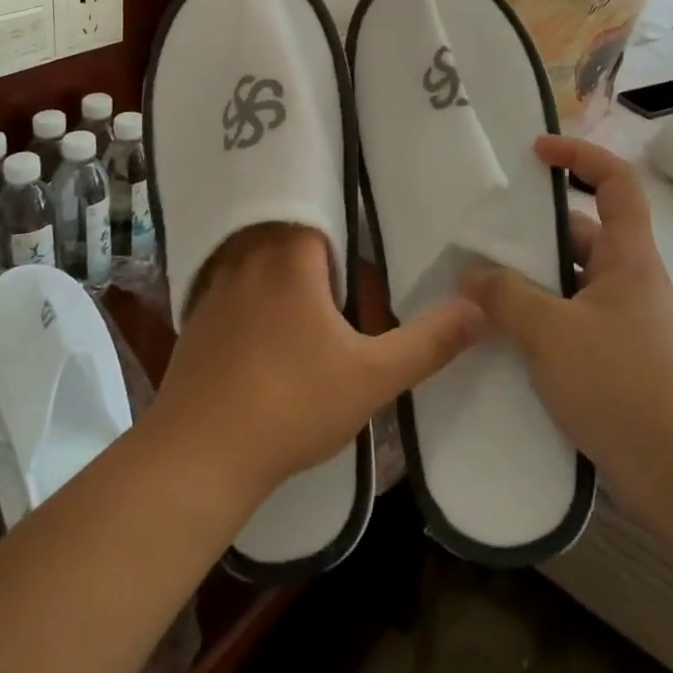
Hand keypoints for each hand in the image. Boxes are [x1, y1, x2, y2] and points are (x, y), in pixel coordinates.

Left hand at [149, 224, 483, 506]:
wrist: (198, 457)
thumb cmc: (291, 405)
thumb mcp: (372, 377)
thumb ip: (428, 342)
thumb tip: (478, 308)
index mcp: (290, 255)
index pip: (319, 214)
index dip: (343, 226)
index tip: (363, 240)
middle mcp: (247, 257)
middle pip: (288, 235)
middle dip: (317, 252)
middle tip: (345, 276)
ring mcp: (214, 287)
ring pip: (256, 261)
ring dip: (281, 274)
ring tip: (308, 301)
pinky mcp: (194, 319)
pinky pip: (230, 290)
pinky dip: (250, 299)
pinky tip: (264, 334)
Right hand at [463, 136, 672, 528]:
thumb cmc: (623, 386)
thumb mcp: (552, 333)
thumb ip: (505, 297)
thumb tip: (470, 275)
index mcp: (628, 256)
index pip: (615, 181)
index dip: (579, 154)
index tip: (536, 151)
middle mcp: (628, 280)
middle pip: (580, 232)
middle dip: (532, 231)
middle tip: (481, 233)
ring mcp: (622, 322)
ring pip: (569, 281)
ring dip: (528, 280)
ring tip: (477, 285)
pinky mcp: (614, 360)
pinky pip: (568, 319)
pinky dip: (536, 318)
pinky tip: (499, 336)